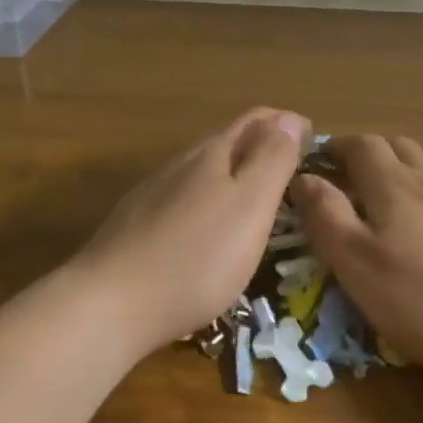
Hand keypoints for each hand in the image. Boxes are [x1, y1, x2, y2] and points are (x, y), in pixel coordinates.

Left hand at [70, 108, 309, 351]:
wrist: (109, 305)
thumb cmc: (196, 257)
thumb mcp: (250, 207)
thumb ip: (272, 160)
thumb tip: (290, 117)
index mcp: (214, 154)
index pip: (257, 120)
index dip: (287, 124)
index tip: (313, 141)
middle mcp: (182, 164)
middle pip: (228, 140)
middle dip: (262, 145)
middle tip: (291, 169)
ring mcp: (154, 193)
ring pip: (203, 169)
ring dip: (234, 172)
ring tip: (256, 196)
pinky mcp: (136, 224)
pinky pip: (184, 197)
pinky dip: (209, 199)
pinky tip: (208, 226)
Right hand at [290, 135, 422, 381]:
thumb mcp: (359, 264)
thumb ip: (327, 217)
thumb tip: (302, 177)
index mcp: (393, 184)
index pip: (360, 145)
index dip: (336, 147)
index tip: (318, 162)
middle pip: (396, 147)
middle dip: (367, 155)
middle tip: (348, 181)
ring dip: (400, 174)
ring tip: (385, 208)